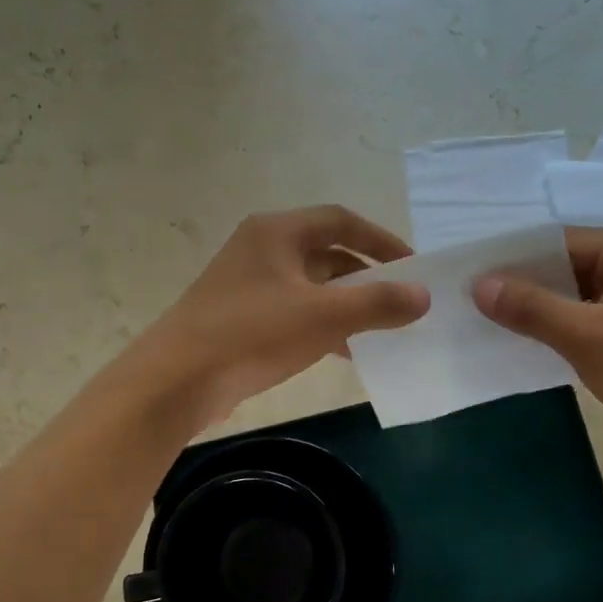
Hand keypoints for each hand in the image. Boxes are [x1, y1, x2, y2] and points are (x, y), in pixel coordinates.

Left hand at [139, 205, 429, 426]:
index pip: (341, 221)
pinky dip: (322, 325)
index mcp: (278, 232)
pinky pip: (294, 313)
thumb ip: (377, 303)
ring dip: (345, 305)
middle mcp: (261, 249)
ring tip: (380, 330)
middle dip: (365, 276)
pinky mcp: (240, 318)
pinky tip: (343, 352)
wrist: (178, 380)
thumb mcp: (323, 316)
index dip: (382, 241)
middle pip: (326, 253)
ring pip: (310, 286)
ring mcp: (247, 285)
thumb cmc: (253, 334)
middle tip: (399, 301)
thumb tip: (424, 296)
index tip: (413, 267)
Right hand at [474, 228, 602, 462]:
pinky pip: (593, 320)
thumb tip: (480, 284)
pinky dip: (565, 331)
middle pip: (567, 267)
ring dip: (542, 312)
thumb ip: (533, 309)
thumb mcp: (590, 338)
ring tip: (489, 325)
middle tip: (469, 304)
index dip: (512, 260)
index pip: (557, 242)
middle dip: (523, 287)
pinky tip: (531, 346)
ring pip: (578, 297)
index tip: (468, 277)